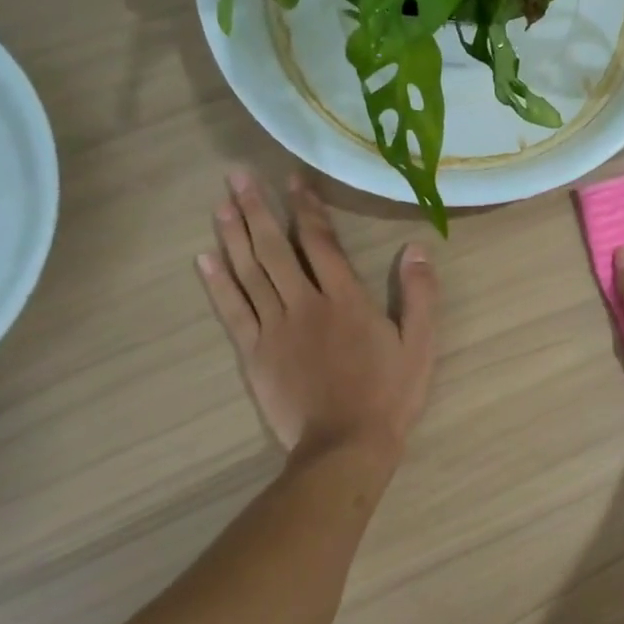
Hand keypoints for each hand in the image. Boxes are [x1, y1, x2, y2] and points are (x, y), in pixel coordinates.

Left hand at [195, 169, 436, 457]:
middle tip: (237, 176)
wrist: (345, 447)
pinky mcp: (254, 354)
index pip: (321, 242)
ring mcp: (275, 328)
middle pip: (276, 249)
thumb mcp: (420, 344)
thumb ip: (419, 295)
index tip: (292, 180)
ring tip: (220, 204)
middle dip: (256, 210)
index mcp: (346, 299)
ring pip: (249, 273)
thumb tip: (417, 248)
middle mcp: (305, 304)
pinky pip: (232, 311)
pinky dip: (217, 283)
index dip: (306, 208)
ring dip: (233, 236)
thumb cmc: (388, 395)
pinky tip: (204, 259)